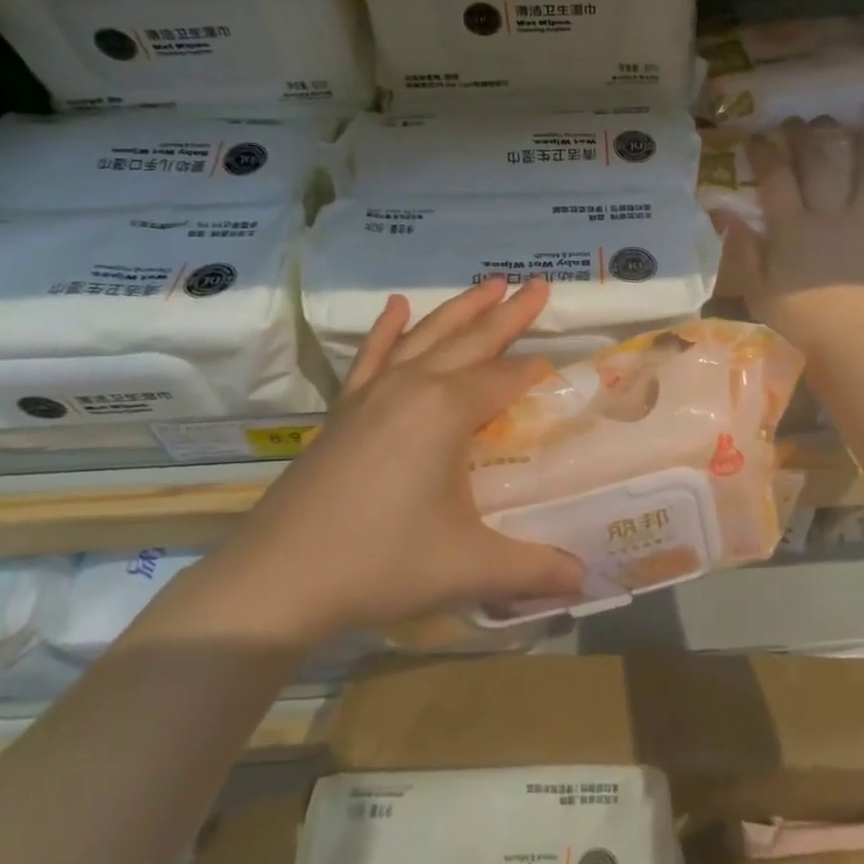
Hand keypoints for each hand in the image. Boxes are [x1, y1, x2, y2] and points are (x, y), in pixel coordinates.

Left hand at [246, 278, 584, 631]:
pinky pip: (372, 356)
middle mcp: (414, 386)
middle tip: (540, 284)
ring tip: (489, 283)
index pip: (508, 379)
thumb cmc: (380, 563)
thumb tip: (585, 580)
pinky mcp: (344, 409)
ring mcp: (373, 393)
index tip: (562, 372)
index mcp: (448, 410)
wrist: (278, 577)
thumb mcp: (468, 568)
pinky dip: (386, 330)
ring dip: (461, 309)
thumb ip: (533, 569)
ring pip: (427, 336)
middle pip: (473, 340)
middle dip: (510, 313)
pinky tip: (395, 306)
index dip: (538, 374)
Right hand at [714, 119, 863, 367]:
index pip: (775, 180)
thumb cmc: (799, 326)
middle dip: (809, 139)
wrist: (855, 351)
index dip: (765, 153)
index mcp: (793, 230)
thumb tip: (723, 213)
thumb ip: (744, 250)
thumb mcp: (758, 291)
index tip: (758, 135)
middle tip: (805, 119)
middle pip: (819, 168)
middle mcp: (831, 218)